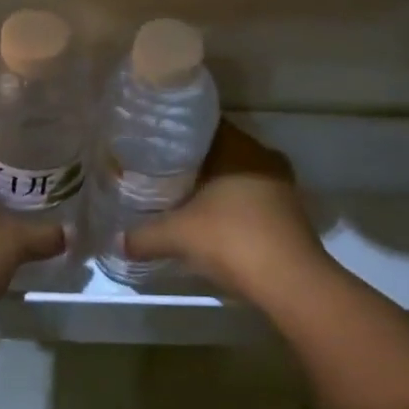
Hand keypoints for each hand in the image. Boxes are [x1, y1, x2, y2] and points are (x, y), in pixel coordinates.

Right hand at [123, 122, 327, 298]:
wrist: (290, 282)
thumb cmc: (232, 240)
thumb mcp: (178, 236)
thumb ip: (144, 235)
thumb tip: (117, 241)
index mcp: (239, 148)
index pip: (205, 125)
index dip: (178, 134)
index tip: (154, 144)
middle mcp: (263, 157)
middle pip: (221, 152)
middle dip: (194, 162)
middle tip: (161, 172)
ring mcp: (281, 186)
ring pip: (239, 176)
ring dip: (215, 187)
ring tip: (182, 197)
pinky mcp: (290, 214)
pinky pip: (252, 200)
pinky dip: (232, 207)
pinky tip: (211, 223)